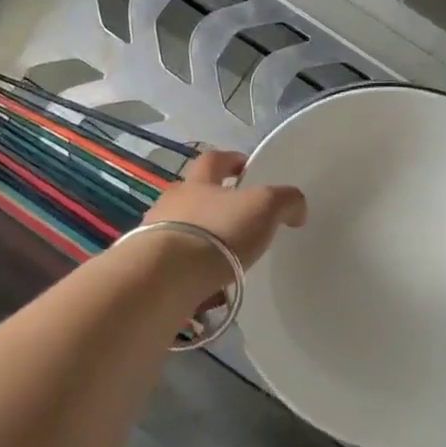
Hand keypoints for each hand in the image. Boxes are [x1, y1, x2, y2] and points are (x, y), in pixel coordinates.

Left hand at [141, 149, 306, 270]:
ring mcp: (155, 234)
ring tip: (224, 258)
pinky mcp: (149, 267)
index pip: (214, 160)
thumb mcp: (264, 206)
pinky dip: (191, 270)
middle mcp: (172, 202)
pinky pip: (175, 264)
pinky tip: (207, 286)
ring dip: (201, 239)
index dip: (232, 160)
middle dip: (214, 203)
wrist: (166, 276)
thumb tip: (296, 209)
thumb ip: (285, 200)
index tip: (247, 168)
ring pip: (182, 230)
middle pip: (193, 194)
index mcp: (199, 181)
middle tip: (238, 220)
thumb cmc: (218, 231)